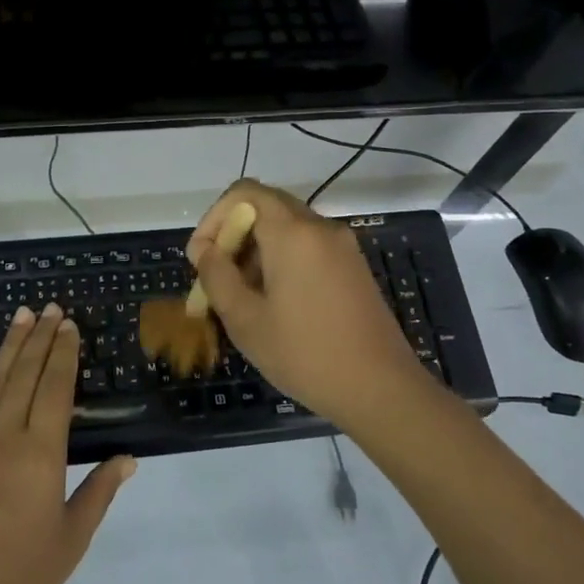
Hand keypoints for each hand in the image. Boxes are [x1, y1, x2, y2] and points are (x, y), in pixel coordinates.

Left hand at [0, 303, 135, 583]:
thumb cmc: (19, 575)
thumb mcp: (71, 538)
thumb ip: (99, 492)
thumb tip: (129, 458)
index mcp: (41, 453)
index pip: (55, 388)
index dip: (64, 354)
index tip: (70, 326)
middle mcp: (5, 435)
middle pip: (26, 374)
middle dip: (41, 339)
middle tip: (51, 308)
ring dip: (10, 345)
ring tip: (23, 315)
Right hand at [188, 180, 436, 427]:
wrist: (381, 390)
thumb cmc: (305, 354)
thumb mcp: (245, 320)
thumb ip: (217, 276)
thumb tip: (204, 250)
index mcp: (293, 233)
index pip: (244, 193)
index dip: (214, 217)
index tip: (202, 258)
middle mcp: (320, 227)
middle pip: (266, 206)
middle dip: (234, 235)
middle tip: (218, 277)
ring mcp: (342, 246)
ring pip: (287, 228)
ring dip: (256, 249)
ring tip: (242, 296)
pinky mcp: (353, 266)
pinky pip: (308, 246)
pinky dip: (282, 259)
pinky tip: (275, 302)